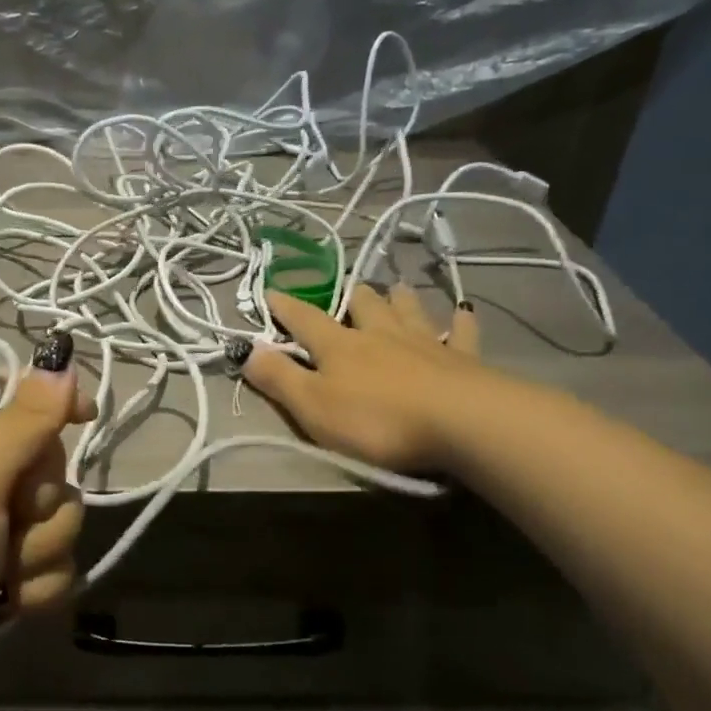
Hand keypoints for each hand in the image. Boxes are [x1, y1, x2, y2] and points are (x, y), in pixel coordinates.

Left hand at [0, 364, 89, 710]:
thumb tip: (60, 365)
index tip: (84, 415)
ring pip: (54, 515)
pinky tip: (7, 611)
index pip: (3, 394)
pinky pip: (49, 564)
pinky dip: (35, 587)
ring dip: (37, 550)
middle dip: (38, 498)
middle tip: (7, 522)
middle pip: (40, 459)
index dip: (45, 402)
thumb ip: (21, 421)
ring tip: (0, 582)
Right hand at [244, 286, 493, 473]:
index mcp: (340, 346)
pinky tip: (463, 312)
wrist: (462, 423)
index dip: (285, 306)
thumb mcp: (313, 406)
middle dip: (352, 296)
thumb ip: (279, 378)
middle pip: (364, 306)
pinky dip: (459, 322)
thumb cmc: (377, 419)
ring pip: (409, 310)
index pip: (305, 320)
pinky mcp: (463, 360)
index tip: (270, 291)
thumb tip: (247, 350)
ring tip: (396, 287)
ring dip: (399, 299)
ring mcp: (424, 343)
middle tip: (349, 289)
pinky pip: (460, 334)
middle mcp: (380, 334)